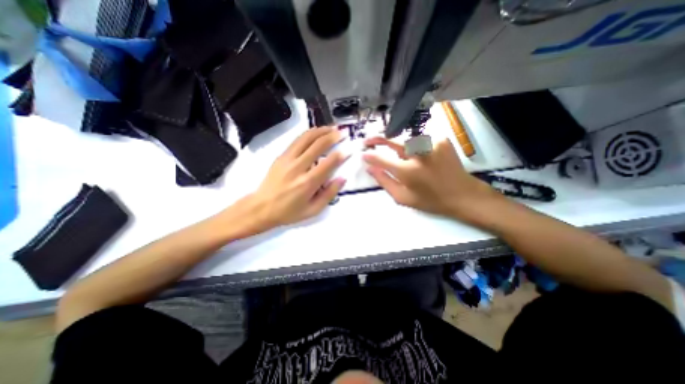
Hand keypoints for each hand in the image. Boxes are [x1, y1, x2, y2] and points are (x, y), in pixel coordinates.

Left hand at [228, 126, 347, 233]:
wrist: (261, 208)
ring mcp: (287, 159)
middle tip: (343, 133)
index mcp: (308, 183)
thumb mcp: (313, 210)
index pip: (329, 163)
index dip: (341, 154)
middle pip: (318, 145)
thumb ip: (329, 194)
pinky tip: (316, 132)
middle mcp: (298, 167)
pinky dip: (309, 134)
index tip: (349, 148)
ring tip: (331, 128)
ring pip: (306, 138)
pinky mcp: (281, 156)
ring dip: (321, 130)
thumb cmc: (289, 212)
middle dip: (333, 136)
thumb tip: (342, 178)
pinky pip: (297, 140)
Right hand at [363, 136, 501, 223]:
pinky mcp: (441, 139)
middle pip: (393, 141)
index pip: (382, 159)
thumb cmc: (430, 200)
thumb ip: (384, 182)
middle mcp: (419, 154)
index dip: (370, 156)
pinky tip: (420, 157)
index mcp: (408, 171)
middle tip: (368, 140)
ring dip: (400, 146)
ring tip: (403, 158)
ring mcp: (432, 144)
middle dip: (378, 139)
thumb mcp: (403, 198)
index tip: (363, 154)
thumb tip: (370, 168)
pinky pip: (420, 140)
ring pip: (406, 140)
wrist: (462, 194)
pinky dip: (415, 146)